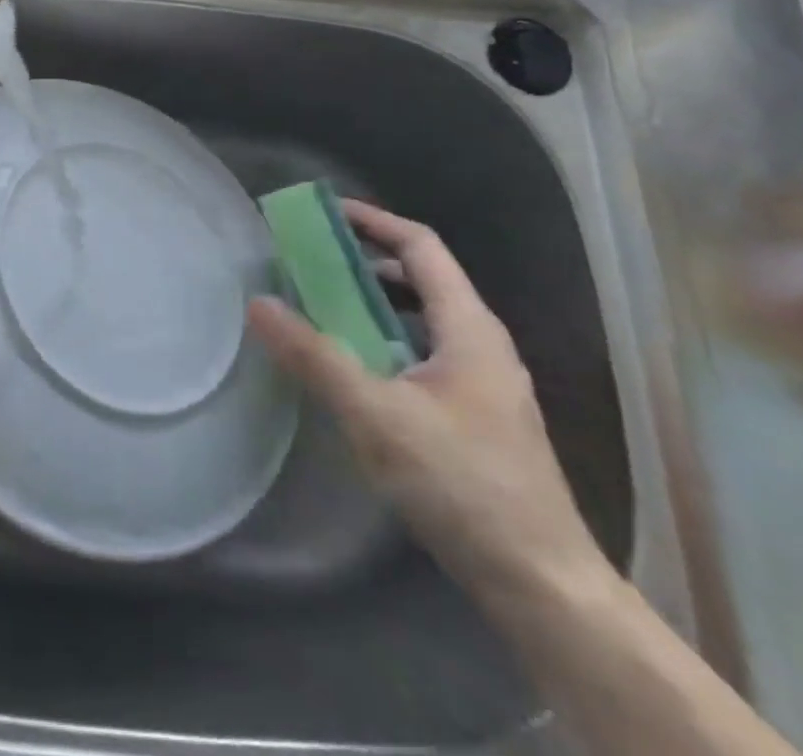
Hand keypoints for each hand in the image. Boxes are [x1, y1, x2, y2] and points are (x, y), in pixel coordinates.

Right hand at [247, 200, 611, 615]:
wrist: (544, 588)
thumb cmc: (462, 486)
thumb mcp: (376, 415)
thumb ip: (315, 356)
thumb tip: (258, 303)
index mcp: (469, 328)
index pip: (420, 246)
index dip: (373, 221)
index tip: (324, 213)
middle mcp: (482, 345)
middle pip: (422, 279)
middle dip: (365, 262)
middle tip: (311, 263)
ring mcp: (484, 384)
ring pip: (422, 321)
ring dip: (374, 304)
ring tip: (324, 310)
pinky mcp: (478, 419)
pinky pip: (423, 355)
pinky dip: (385, 343)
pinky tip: (356, 374)